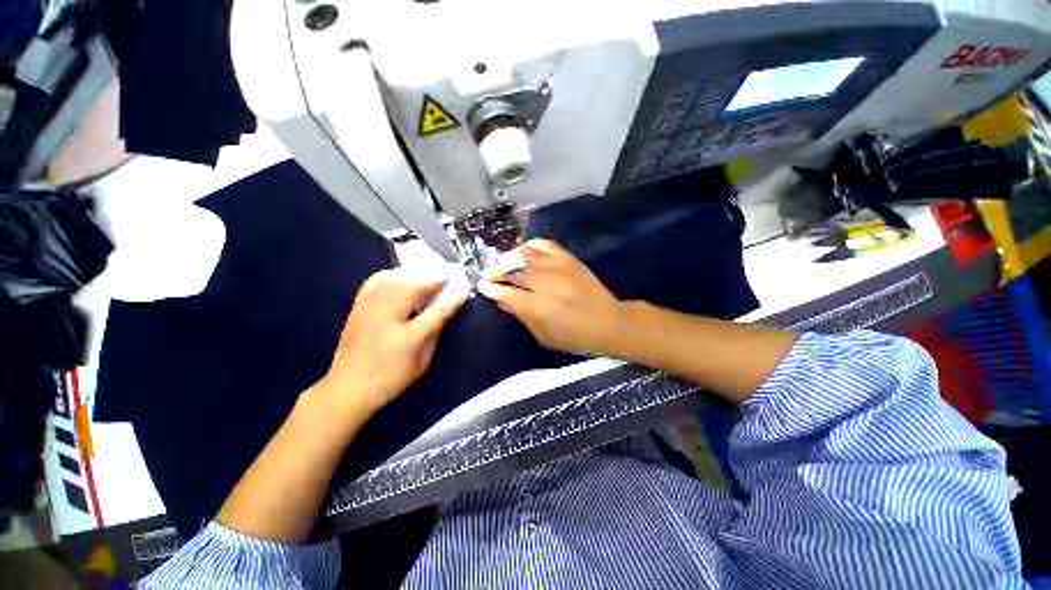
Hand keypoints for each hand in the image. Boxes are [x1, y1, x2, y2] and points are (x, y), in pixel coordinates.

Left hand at [321, 268, 468, 415]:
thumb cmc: (390, 378)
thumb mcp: (421, 362)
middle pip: (414, 287)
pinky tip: (400, 277)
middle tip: (447, 278)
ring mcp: (369, 309)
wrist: (347, 387)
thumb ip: (434, 334)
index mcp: (407, 338)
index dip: (452, 297)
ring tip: (427, 277)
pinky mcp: (358, 306)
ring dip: (415, 275)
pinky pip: (375, 280)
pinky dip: (391, 275)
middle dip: (434, 279)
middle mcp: (387, 318)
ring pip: (395, 280)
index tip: (464, 286)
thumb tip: (444, 311)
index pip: (436, 311)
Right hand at [477, 239, 626, 355]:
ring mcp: (557, 268)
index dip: (490, 288)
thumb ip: (521, 316)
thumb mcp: (543, 336)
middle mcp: (544, 283)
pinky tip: (528, 251)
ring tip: (507, 263)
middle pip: (512, 270)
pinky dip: (532, 245)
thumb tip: (503, 300)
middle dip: (496, 271)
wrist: (609, 322)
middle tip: (491, 273)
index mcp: (537, 307)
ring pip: (525, 254)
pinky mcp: (568, 259)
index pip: (505, 293)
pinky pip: (545, 244)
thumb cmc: (574, 336)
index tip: (482, 285)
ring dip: (511, 258)